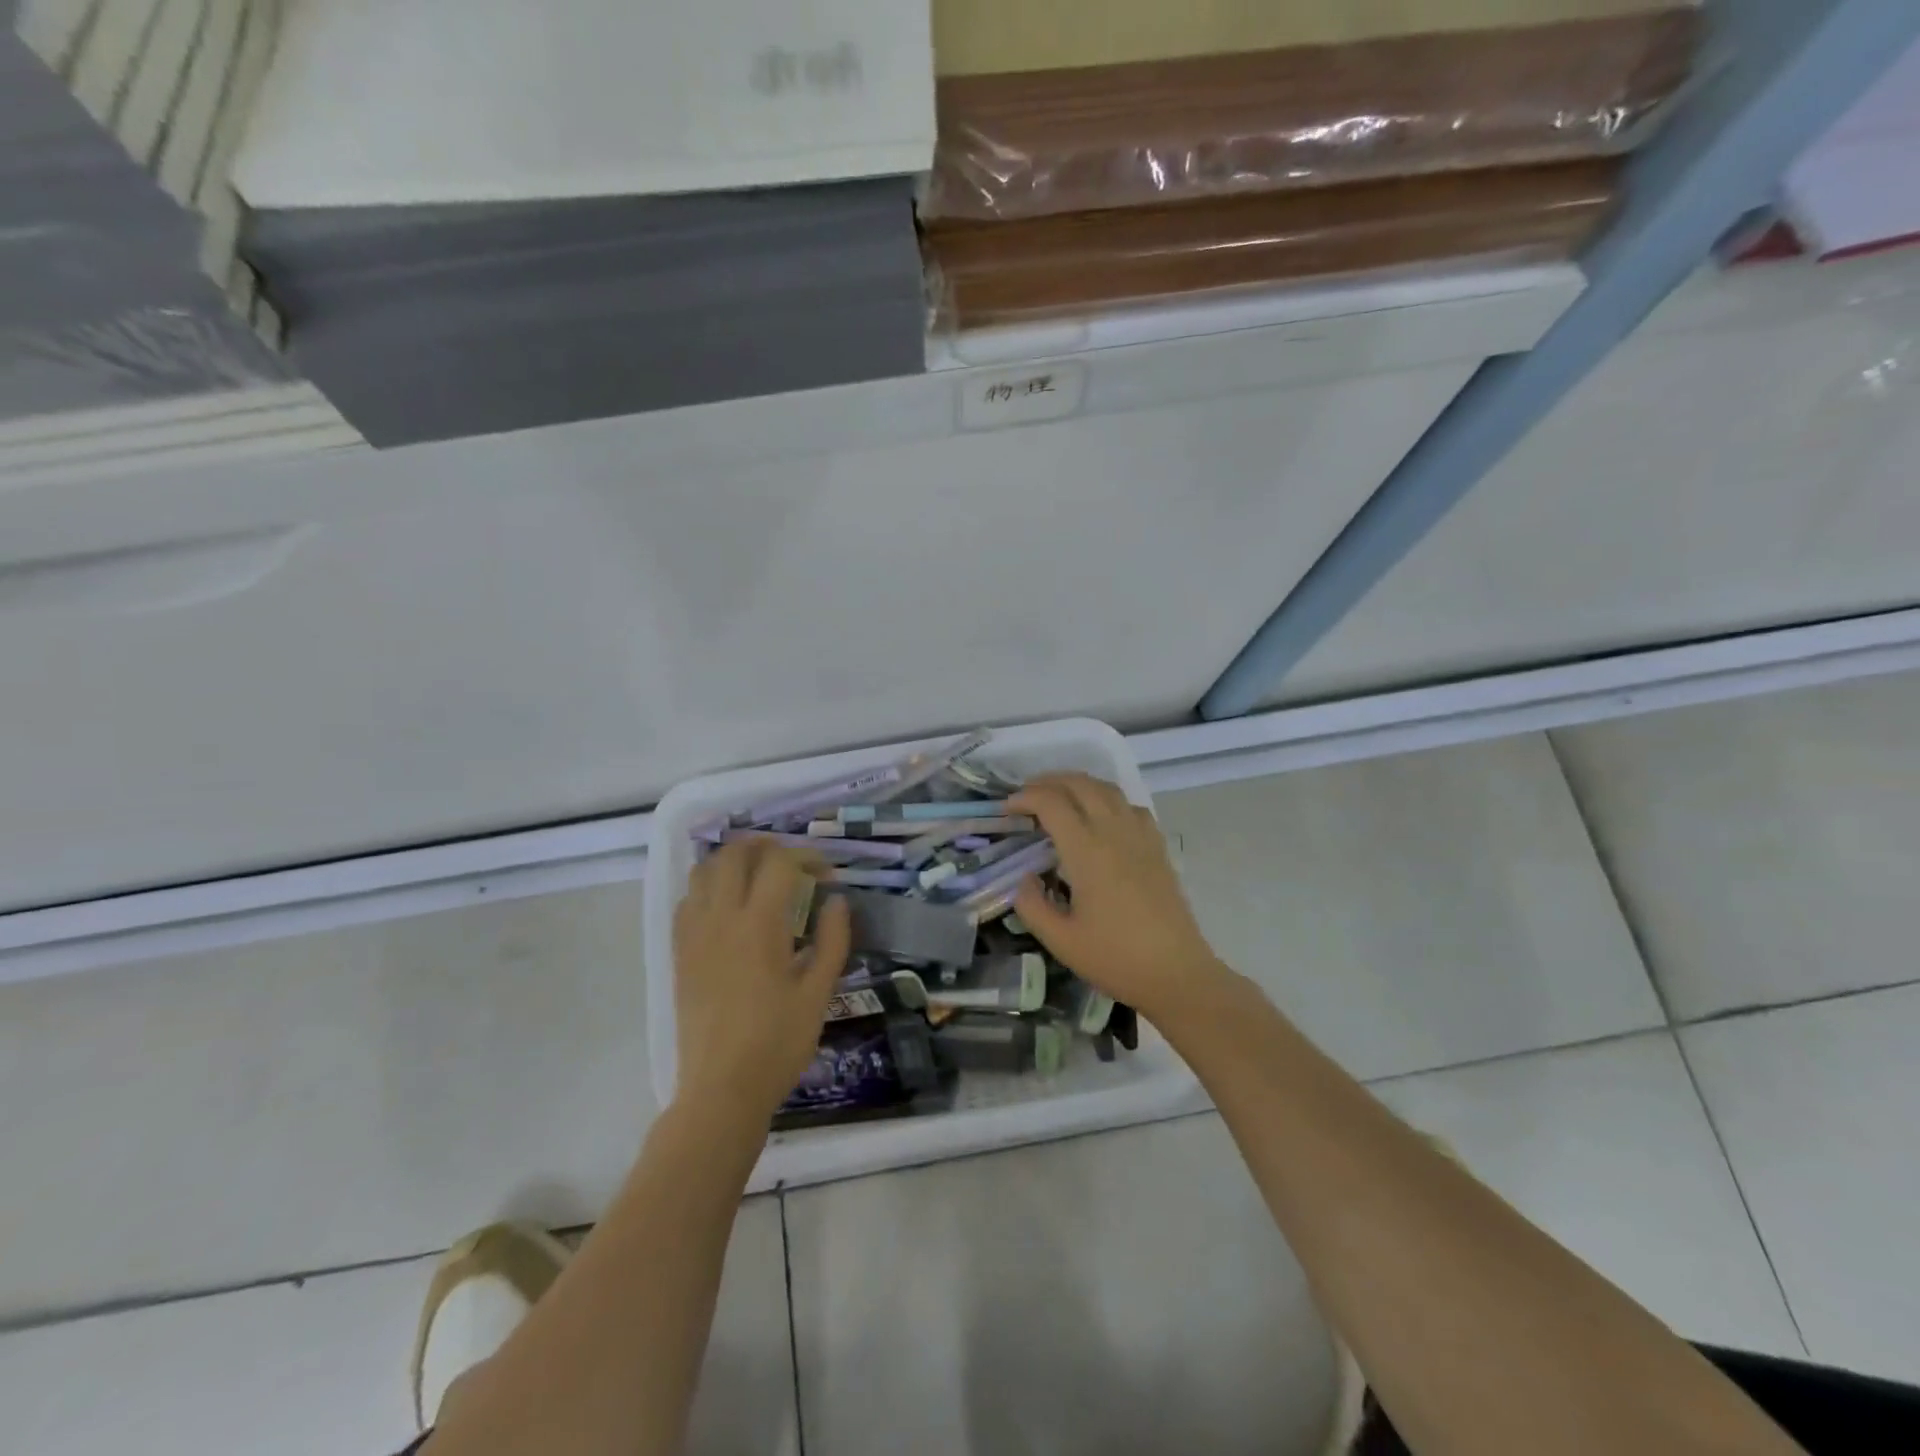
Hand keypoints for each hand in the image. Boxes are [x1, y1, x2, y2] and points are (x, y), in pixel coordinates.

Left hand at [672, 841, 851, 1123]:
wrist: (721, 1091)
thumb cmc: (778, 1043)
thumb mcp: (819, 993)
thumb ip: (832, 940)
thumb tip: (837, 901)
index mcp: (760, 925)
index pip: (781, 863)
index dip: (808, 858)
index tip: (827, 877)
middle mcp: (721, 918)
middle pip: (734, 853)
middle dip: (766, 845)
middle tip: (792, 861)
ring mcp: (694, 934)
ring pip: (703, 870)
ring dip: (732, 860)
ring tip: (758, 873)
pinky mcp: (679, 952)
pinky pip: (687, 899)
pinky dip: (708, 886)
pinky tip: (727, 905)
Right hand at [1009, 773, 1222, 1020]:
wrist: (1177, 974)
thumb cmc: (1115, 958)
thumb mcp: (1060, 940)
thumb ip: (1031, 905)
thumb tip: (1025, 878)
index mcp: (1087, 851)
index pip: (1052, 803)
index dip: (1025, 798)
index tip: (1007, 809)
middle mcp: (1114, 832)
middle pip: (1080, 784)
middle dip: (1048, 782)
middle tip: (1026, 795)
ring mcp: (1140, 836)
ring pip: (1107, 789)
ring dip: (1078, 784)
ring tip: (1058, 797)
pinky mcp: (1157, 847)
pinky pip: (1130, 806)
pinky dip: (1107, 798)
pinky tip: (1100, 817)